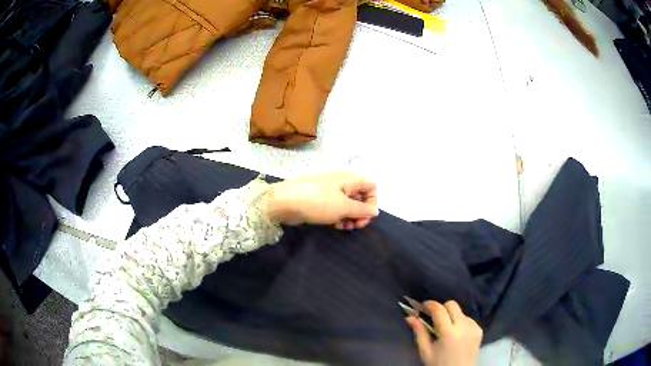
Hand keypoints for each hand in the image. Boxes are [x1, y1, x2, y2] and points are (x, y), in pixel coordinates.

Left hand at [265, 173, 378, 229]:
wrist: (286, 201)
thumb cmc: (318, 202)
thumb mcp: (344, 207)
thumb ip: (362, 210)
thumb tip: (375, 211)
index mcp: (350, 180)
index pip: (371, 186)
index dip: (372, 201)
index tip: (366, 216)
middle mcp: (342, 184)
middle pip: (360, 197)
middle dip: (361, 213)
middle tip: (356, 226)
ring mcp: (330, 192)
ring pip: (347, 205)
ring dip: (350, 218)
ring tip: (345, 228)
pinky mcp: (320, 201)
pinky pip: (335, 209)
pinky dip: (338, 218)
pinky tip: (335, 226)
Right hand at [407, 301, 482, 365]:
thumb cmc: (439, 364)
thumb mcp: (425, 351)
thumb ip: (419, 333)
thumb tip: (410, 317)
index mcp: (448, 333)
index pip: (439, 310)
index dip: (430, 305)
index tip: (423, 306)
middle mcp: (463, 326)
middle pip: (452, 305)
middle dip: (441, 308)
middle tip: (434, 318)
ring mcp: (473, 327)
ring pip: (460, 312)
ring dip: (451, 316)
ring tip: (446, 329)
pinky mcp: (479, 329)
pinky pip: (468, 319)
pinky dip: (460, 322)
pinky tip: (456, 334)